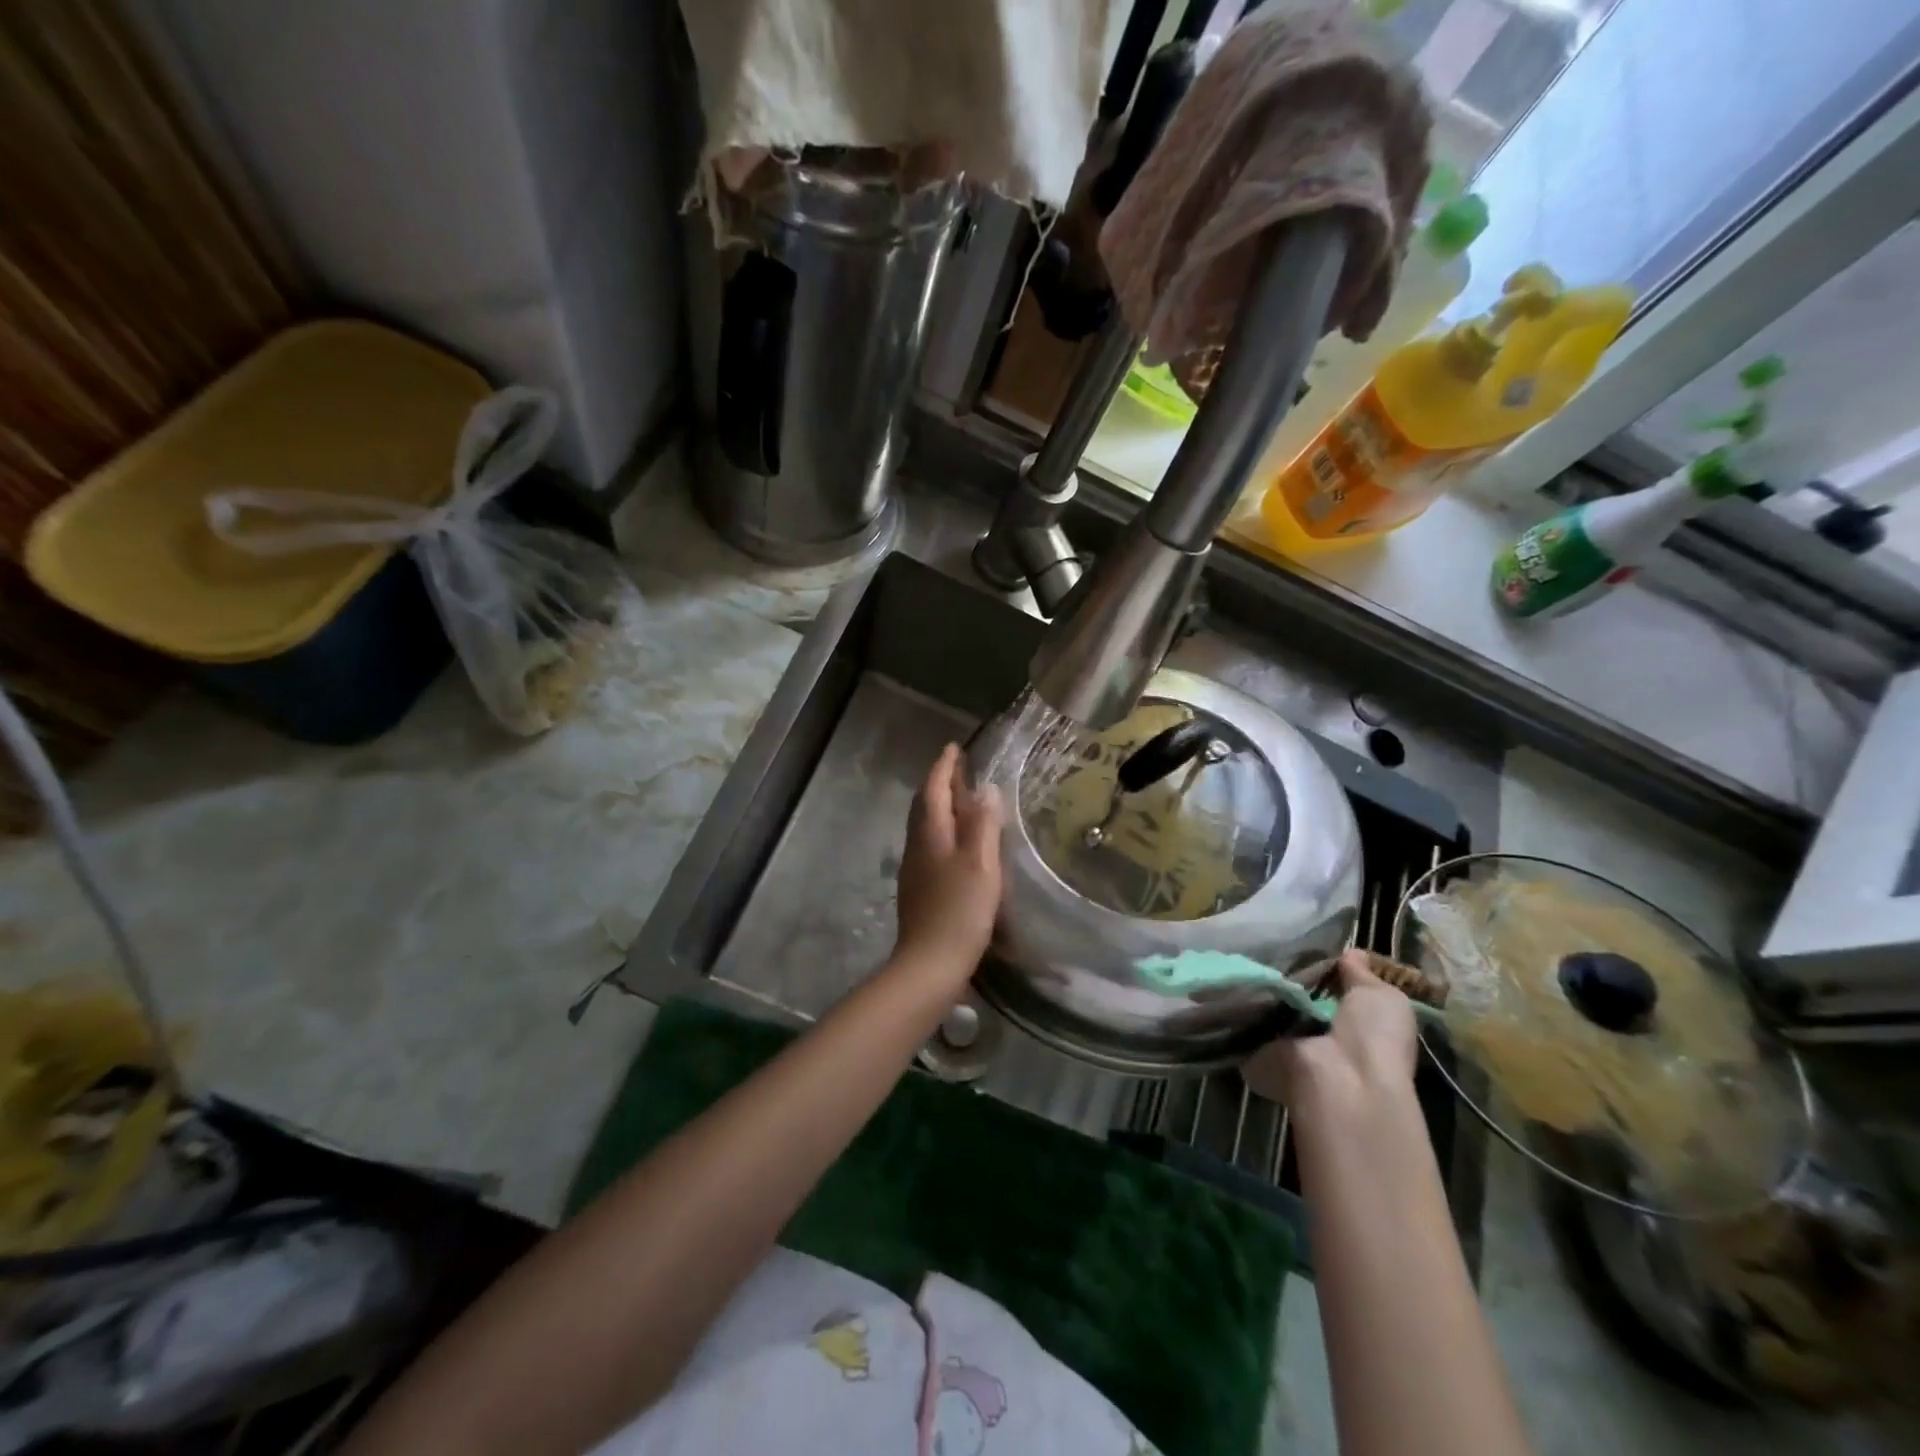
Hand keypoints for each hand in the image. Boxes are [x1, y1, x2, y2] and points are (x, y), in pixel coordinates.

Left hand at [892, 744, 1003, 981]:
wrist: (929, 964)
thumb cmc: (960, 910)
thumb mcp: (981, 864)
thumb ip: (983, 824)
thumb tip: (985, 789)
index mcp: (931, 834)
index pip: (934, 789)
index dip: (943, 767)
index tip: (953, 748)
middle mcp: (917, 846)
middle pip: (924, 806)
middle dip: (939, 784)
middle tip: (958, 770)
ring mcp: (915, 869)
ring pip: (925, 827)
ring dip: (940, 808)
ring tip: (962, 802)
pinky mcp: (918, 889)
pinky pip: (929, 846)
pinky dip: (943, 833)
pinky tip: (957, 845)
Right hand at [1244, 950, 1417, 1115]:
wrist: (1338, 1080)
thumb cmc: (1372, 1037)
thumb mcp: (1383, 997)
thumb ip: (1363, 975)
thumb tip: (1352, 953)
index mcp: (1358, 1025)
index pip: (1334, 989)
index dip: (1321, 967)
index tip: (1301, 941)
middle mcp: (1322, 1037)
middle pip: (1299, 996)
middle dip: (1286, 974)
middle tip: (1267, 944)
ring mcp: (1288, 1045)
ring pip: (1270, 1005)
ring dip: (1260, 986)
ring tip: (1244, 954)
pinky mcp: (1257, 1053)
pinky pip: (1245, 1019)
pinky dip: (1238, 1003)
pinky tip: (1232, 977)